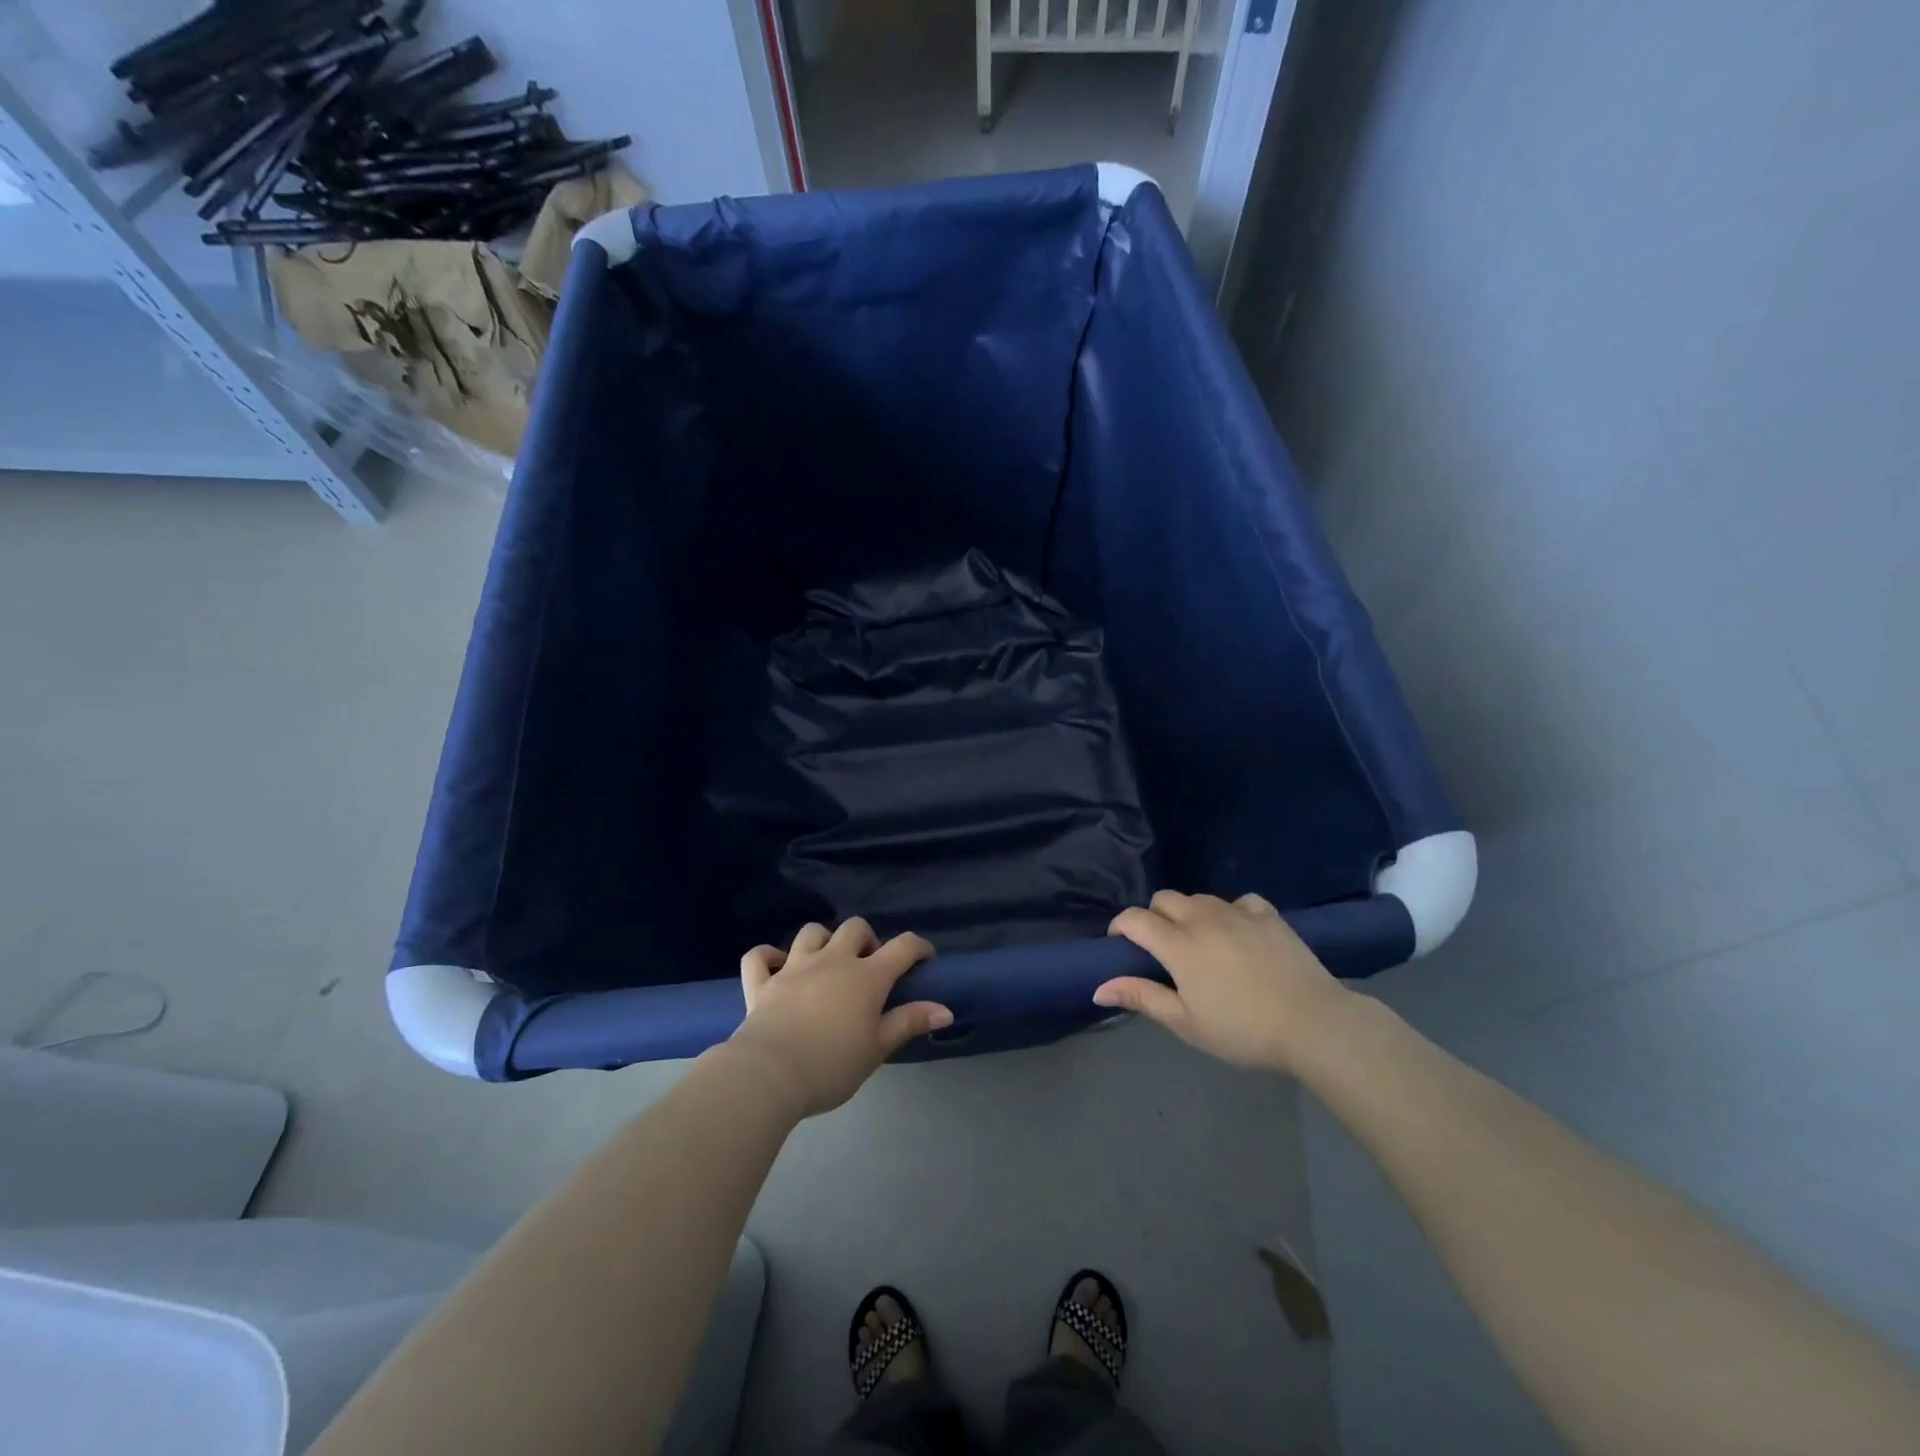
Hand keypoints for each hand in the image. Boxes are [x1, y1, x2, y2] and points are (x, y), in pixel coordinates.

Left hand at [728, 919, 951, 1117]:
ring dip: (823, 940)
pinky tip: (777, 966)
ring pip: (811, 932)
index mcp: (866, 976)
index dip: (918, 947)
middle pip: (854, 928)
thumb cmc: (831, 1065)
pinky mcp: (762, 982)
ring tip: (827, 962)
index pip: (902, 947)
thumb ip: (909, 1022)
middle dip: (867, 939)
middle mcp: (832, 960)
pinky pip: (760, 956)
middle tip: (869, 967)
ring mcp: (794, 967)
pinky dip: (769, 956)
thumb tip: (946, 1010)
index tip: (925, 959)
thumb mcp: (878, 1048)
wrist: (769, 1075)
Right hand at [1094, 890, 1355, 1073]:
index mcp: (1178, 944)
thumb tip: (1098, 988)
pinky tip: (1238, 934)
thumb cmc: (1243, 1030)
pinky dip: (1230, 912)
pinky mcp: (1268, 915)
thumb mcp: (1186, 1023)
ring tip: (1200, 943)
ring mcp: (1238, 912)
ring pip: (1199, 898)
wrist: (1314, 1024)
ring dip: (1189, 913)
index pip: (1134, 919)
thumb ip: (1142, 997)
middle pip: (1164, 899)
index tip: (1120, 945)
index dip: (1120, 927)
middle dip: (1153, 917)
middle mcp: (1203, 918)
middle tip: (1162, 949)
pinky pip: (1239, 901)